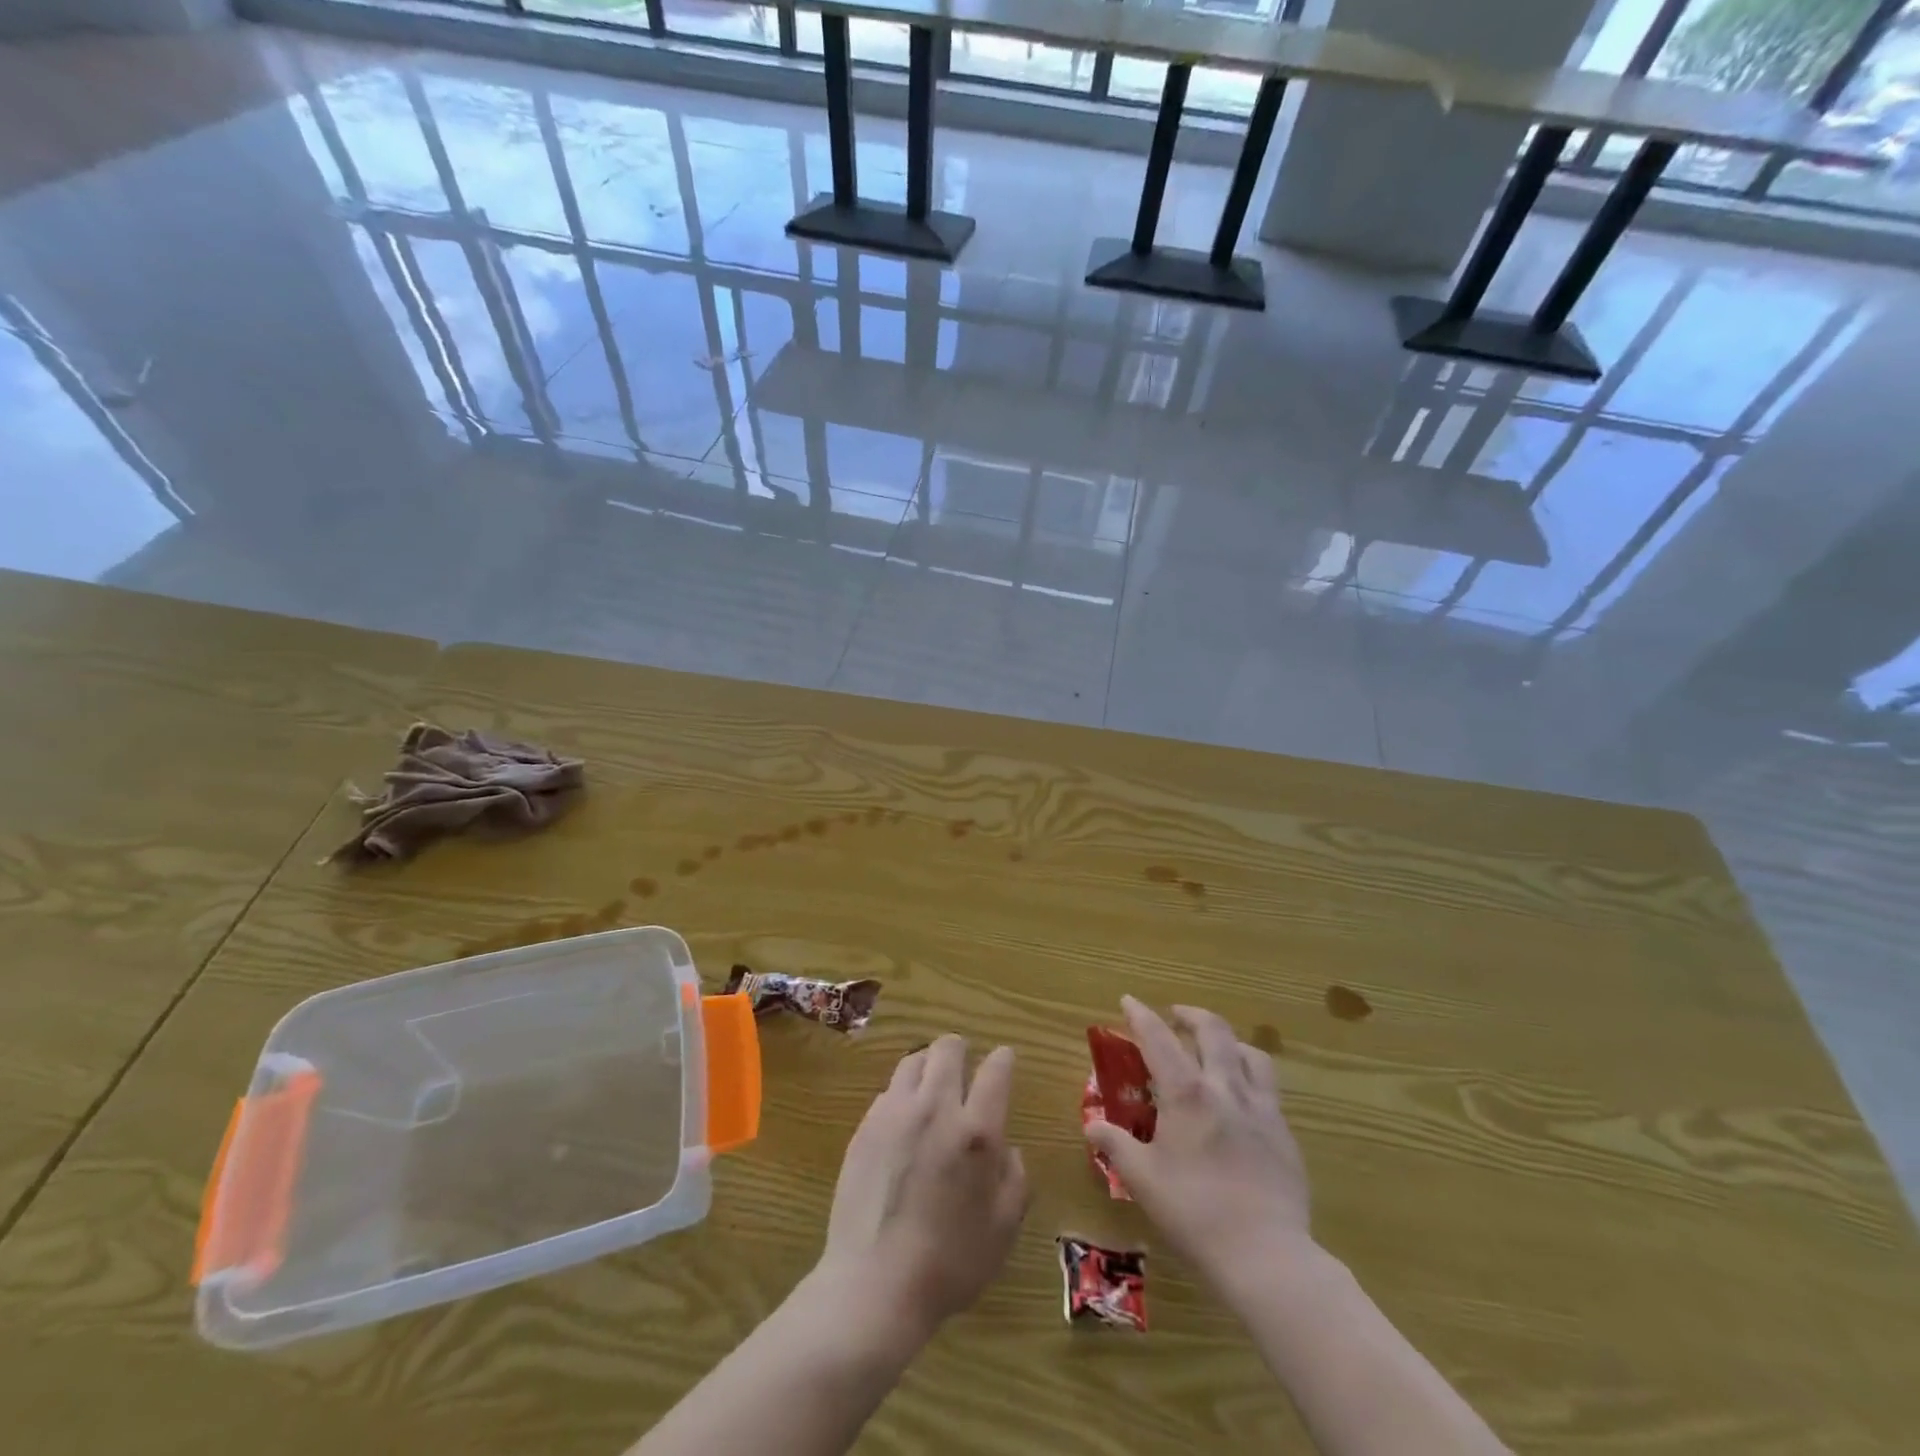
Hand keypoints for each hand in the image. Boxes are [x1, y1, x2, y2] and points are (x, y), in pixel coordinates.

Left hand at [815, 1036, 1028, 1339]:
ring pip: (913, 1060)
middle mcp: (936, 1107)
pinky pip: (888, 1091)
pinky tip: (904, 1123)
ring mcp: (895, 1113)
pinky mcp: (865, 1127)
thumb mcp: (1003, 1229)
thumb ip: (1015, 1179)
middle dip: (961, 1051)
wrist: (874, 1285)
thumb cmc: (950, 1263)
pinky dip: (902, 1095)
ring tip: (932, 1089)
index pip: (995, 1069)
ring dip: (928, 1066)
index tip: (1004, 1061)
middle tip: (965, 1070)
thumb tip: (1005, 1150)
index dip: (1003, 1059)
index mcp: (976, 1130)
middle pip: (948, 1048)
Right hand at [1086, 996, 1311, 1283]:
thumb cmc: (1195, 1213)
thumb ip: (1116, 1145)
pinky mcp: (1284, 1132)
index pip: (1158, 1038)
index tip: (1127, 1000)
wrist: (1267, 1256)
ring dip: (1227, 1040)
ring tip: (1215, 1048)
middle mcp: (1225, 1087)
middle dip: (1190, 1014)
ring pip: (1249, 1052)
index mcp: (1186, 1093)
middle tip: (1175, 1015)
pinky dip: (1250, 1074)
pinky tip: (1242, 1097)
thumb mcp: (1143, 1180)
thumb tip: (1091, 1126)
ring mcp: (1261, 1108)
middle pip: (1212, 1030)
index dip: (1140, 1015)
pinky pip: (1269, 1086)